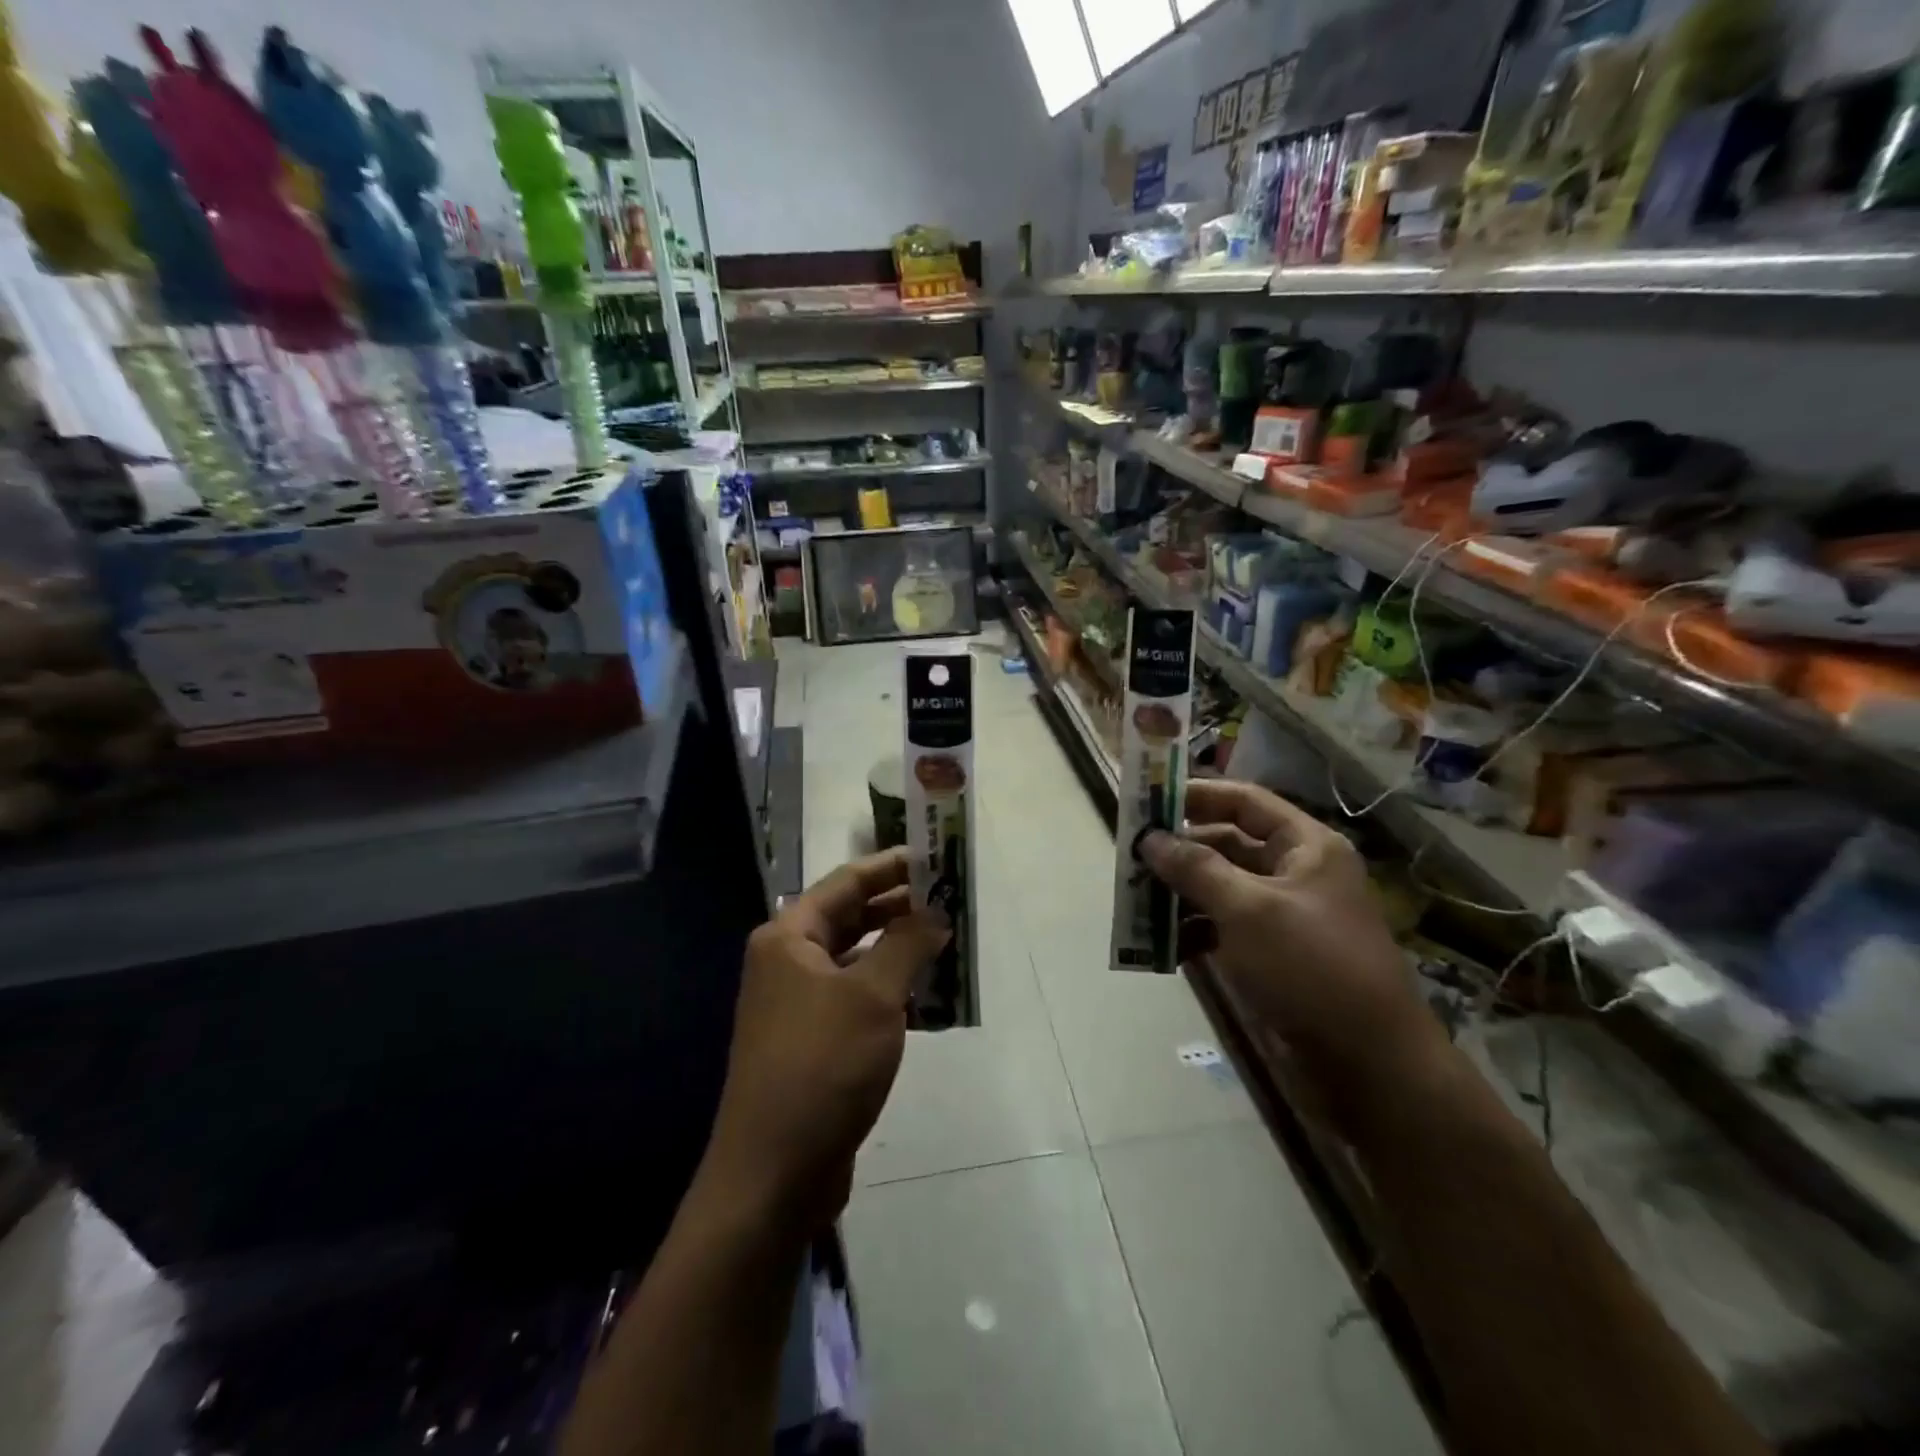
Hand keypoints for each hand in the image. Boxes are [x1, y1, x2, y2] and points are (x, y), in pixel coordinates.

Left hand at [699, 849, 948, 1232]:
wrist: (774, 1174)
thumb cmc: (822, 1066)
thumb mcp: (873, 997)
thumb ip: (907, 944)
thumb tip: (934, 911)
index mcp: (789, 938)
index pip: (847, 883)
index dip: (891, 867)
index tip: (934, 856)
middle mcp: (787, 963)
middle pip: (851, 919)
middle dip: (900, 909)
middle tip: (950, 899)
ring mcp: (798, 1004)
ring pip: (858, 961)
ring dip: (900, 951)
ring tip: (949, 942)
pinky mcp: (813, 1042)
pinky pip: (857, 998)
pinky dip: (890, 991)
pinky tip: (929, 998)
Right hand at [1141, 780, 1440, 1084]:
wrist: (1369, 1066)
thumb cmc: (1312, 968)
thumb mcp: (1248, 910)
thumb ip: (1195, 868)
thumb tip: (1149, 839)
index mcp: (1305, 848)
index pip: (1244, 801)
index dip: (1196, 796)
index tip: (1147, 801)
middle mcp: (1294, 873)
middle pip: (1226, 844)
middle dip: (1179, 851)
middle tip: (1130, 858)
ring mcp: (1283, 917)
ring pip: (1220, 889)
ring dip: (1179, 894)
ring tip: (1136, 902)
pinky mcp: (1271, 956)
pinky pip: (1223, 928)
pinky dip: (1193, 933)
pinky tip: (1163, 947)